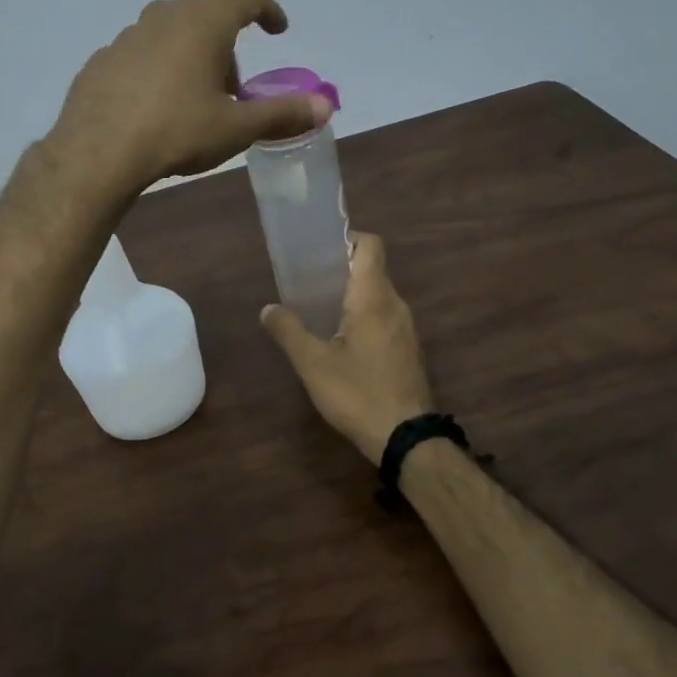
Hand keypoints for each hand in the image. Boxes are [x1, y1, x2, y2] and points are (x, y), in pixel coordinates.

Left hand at [52, 0, 333, 195]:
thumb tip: (325, 106)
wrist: (98, 152)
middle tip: (232, 90)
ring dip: (190, 57)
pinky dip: (156, 71)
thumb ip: (283, 114)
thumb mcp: (237, 128)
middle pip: (208, 17)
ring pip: (171, 34)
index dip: (268, 11)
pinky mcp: (102, 58)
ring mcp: (128, 35)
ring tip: (192, 101)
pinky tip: (152, 108)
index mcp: (204, 22)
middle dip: (227, 47)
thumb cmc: (177, 132)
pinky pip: (141, 56)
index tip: (277, 31)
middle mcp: (166, 15)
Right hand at [261, 233, 433, 461]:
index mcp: (373, 297)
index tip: (320, 251)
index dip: (348, 239)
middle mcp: (396, 305)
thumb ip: (288, 331)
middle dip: (342, 270)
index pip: (371, 246)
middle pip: (372, 270)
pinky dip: (364, 317)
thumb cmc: (358, 393)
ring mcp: (407, 329)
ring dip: (352, 296)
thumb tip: (268, 309)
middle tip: (308, 282)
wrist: (406, 437)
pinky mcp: (408, 350)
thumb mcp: (313, 364)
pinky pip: (385, 318)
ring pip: (379, 296)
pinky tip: (342, 341)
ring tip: (320, 310)